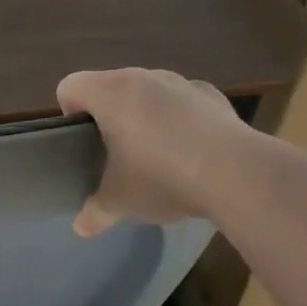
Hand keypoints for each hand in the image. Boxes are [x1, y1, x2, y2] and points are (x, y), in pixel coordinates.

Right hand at [56, 68, 256, 233]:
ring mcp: (180, 83)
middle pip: (108, 85)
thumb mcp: (120, 201)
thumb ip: (95, 211)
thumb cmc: (161, 177)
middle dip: (107, 115)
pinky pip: (183, 101)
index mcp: (109, 93)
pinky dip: (179, 118)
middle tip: (115, 153)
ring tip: (156, 153)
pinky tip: (190, 149)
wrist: (237, 174)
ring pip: (147, 91)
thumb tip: (80, 228)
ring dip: (143, 114)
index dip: (69, 113)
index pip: (70, 86)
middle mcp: (141, 78)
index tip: (84, 143)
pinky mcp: (212, 95)